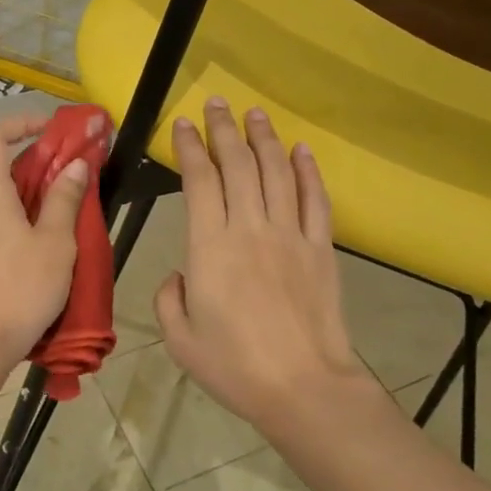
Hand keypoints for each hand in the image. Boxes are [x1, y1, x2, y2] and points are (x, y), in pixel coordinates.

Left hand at [0, 116, 88, 365]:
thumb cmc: (22, 288)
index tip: (52, 131)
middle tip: (73, 179)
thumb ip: (64, 199)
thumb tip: (75, 164)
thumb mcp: (56, 242)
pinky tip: (41, 250)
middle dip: (38, 167)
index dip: (21, 123)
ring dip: (29, 198)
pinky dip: (16, 222)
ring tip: (64, 218)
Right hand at [155, 99, 370, 430]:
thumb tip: (181, 274)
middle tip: (216, 103)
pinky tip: (301, 150)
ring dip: (264, 139)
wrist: (304, 387)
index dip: (189, 147)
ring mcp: (290, 235)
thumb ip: (169, 299)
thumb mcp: (180, 339)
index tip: (182, 124)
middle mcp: (250, 228)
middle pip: (238, 164)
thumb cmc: (235, 366)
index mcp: (210, 246)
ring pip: (277, 172)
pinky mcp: (321, 249)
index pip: (199, 180)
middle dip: (223, 129)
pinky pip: (316, 199)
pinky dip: (308, 171)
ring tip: (255, 114)